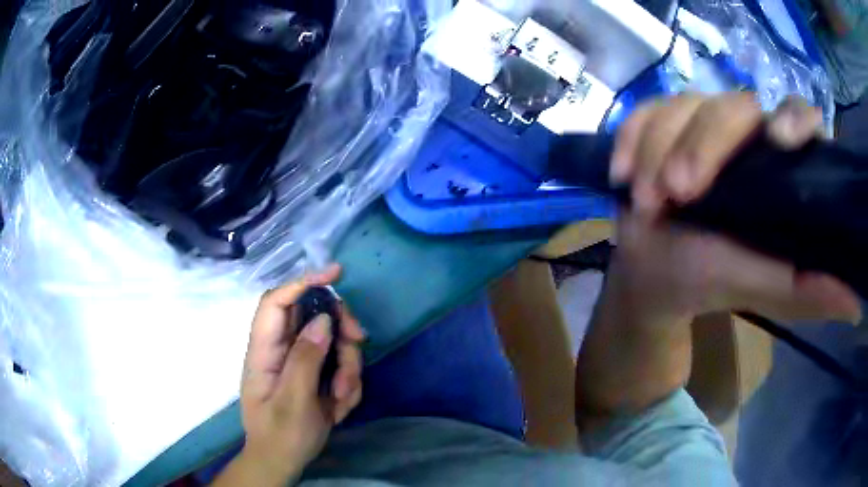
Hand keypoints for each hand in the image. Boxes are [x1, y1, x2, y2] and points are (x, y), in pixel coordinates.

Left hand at [225, 264, 364, 485]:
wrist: (283, 463)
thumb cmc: (281, 436)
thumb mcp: (294, 403)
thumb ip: (305, 360)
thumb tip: (322, 320)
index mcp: (264, 350)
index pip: (276, 302)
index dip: (302, 282)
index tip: (336, 274)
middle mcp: (281, 349)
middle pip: (314, 317)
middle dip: (341, 331)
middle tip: (358, 344)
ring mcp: (299, 362)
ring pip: (333, 343)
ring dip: (348, 368)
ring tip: (342, 400)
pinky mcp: (315, 375)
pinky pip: (340, 365)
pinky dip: (347, 384)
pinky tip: (339, 408)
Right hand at [609, 93, 860, 324]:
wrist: (655, 275)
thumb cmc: (713, 280)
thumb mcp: (766, 291)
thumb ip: (809, 291)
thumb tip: (855, 304)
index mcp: (778, 164)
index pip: (796, 115)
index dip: (793, 118)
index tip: (779, 143)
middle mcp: (743, 133)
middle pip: (731, 105)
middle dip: (703, 145)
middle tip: (677, 194)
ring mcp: (698, 121)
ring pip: (682, 106)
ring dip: (658, 150)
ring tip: (645, 202)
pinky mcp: (659, 123)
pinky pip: (643, 112)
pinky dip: (630, 139)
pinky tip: (623, 174)